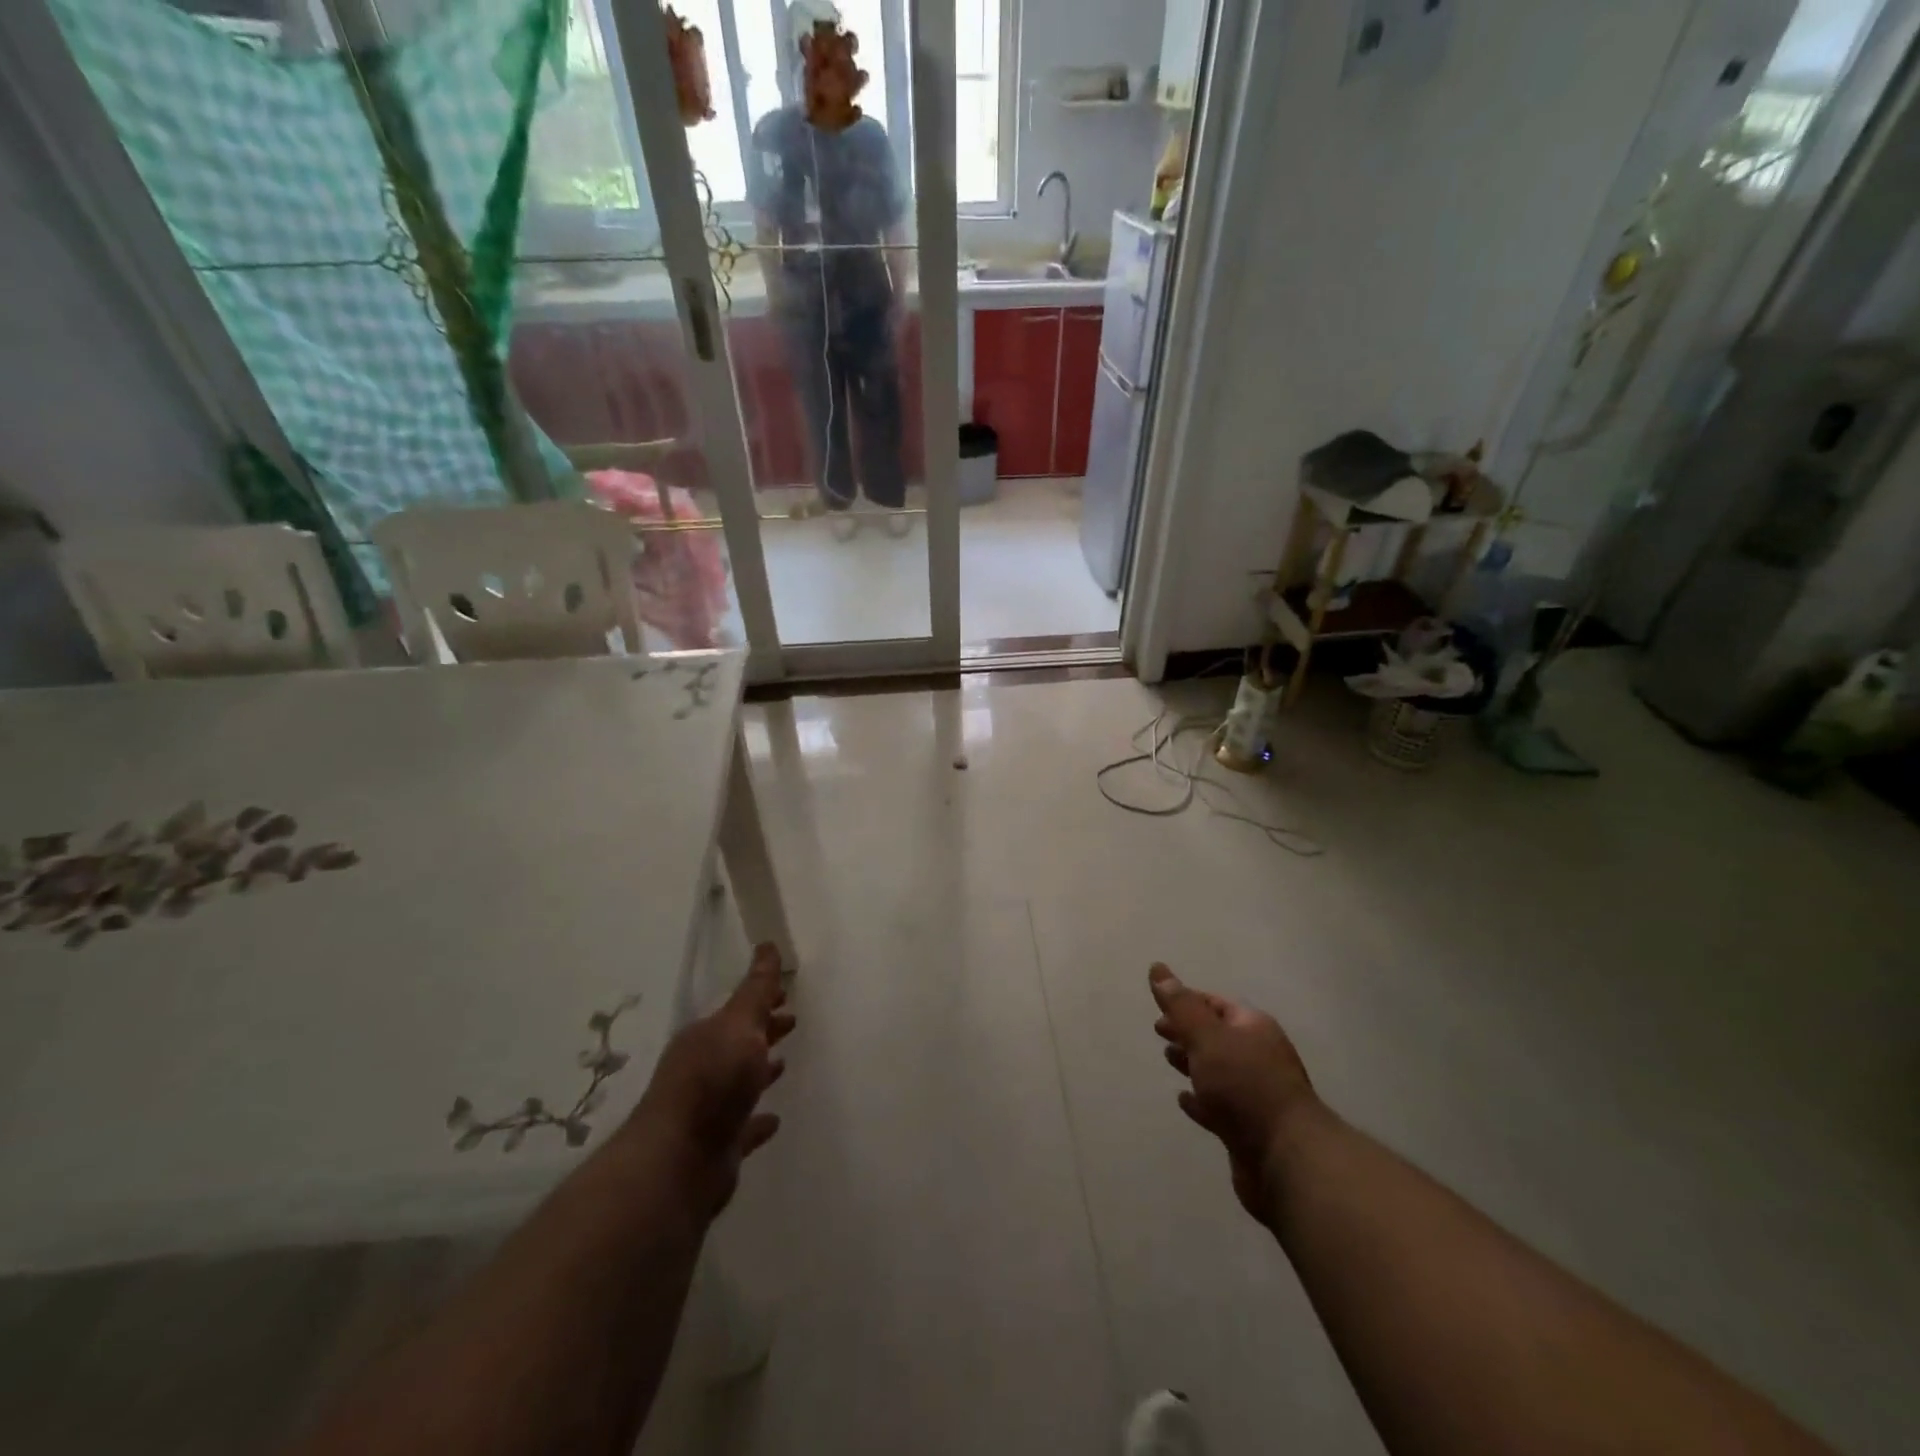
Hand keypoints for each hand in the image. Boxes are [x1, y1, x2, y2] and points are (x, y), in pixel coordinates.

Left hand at [627, 944, 794, 1217]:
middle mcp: (703, 1070)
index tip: (786, 992)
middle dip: (764, 1030)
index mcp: (706, 1037)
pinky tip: (775, 1119)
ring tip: (784, 1063)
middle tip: (791, 1020)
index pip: (738, 1010)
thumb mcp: (739, 1025)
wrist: (679, 1162)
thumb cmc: (711, 1082)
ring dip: (760, 1072)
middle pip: (738, 1044)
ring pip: (740, 1083)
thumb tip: (767, 944)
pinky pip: (744, 1126)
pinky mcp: (719, 1146)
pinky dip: (759, 1121)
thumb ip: (756, 990)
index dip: (762, 1000)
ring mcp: (709, 1110)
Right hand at [1150, 964, 1315, 1224]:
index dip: (1187, 1001)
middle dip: (1188, 1031)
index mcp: (1253, 1027)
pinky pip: (1218, 1105)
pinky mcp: (1248, 1127)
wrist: (1286, 1158)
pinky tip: (1184, 1100)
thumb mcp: (1207, 1037)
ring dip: (1192, 1062)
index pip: (1216, 1004)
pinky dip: (1200, 1100)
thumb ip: (1181, 1006)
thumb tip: (1157, 968)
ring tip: (1167, 1058)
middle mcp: (1257, 1055)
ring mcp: (1254, 1093)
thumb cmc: (1244, 1086)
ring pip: (1217, 1069)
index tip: (1159, 1005)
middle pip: (1217, 1035)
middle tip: (1159, 1031)